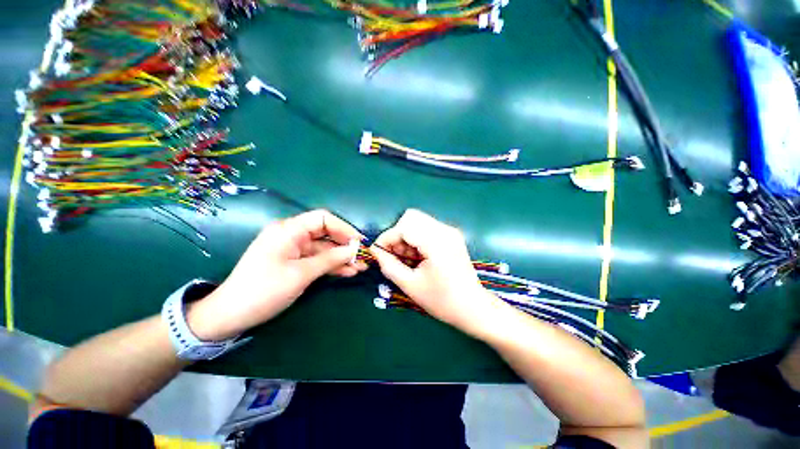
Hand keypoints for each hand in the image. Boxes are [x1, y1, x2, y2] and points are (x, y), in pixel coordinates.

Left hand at [188, 210, 366, 339]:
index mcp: (289, 230)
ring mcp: (293, 249)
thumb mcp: (301, 274)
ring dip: (342, 258)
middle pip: (326, 234)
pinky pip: (317, 260)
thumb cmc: (263, 290)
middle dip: (346, 245)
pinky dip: (331, 266)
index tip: (360, 242)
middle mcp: (292, 235)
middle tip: (364, 257)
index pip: (323, 219)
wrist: (230, 315)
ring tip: (361, 268)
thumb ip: (330, 259)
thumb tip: (356, 249)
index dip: (344, 228)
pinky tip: (347, 272)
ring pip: (324, 249)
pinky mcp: (294, 262)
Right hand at [371, 209, 501, 331]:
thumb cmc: (442, 300)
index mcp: (437, 243)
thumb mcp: (410, 285)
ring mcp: (450, 231)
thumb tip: (375, 251)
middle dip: (397, 234)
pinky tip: (417, 256)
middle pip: (411, 217)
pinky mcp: (451, 235)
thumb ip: (389, 266)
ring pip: (418, 221)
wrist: (473, 307)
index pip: (404, 227)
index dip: (387, 237)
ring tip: (406, 258)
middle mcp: (445, 231)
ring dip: (406, 236)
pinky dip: (416, 238)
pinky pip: (426, 227)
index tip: (378, 252)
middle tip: (395, 255)